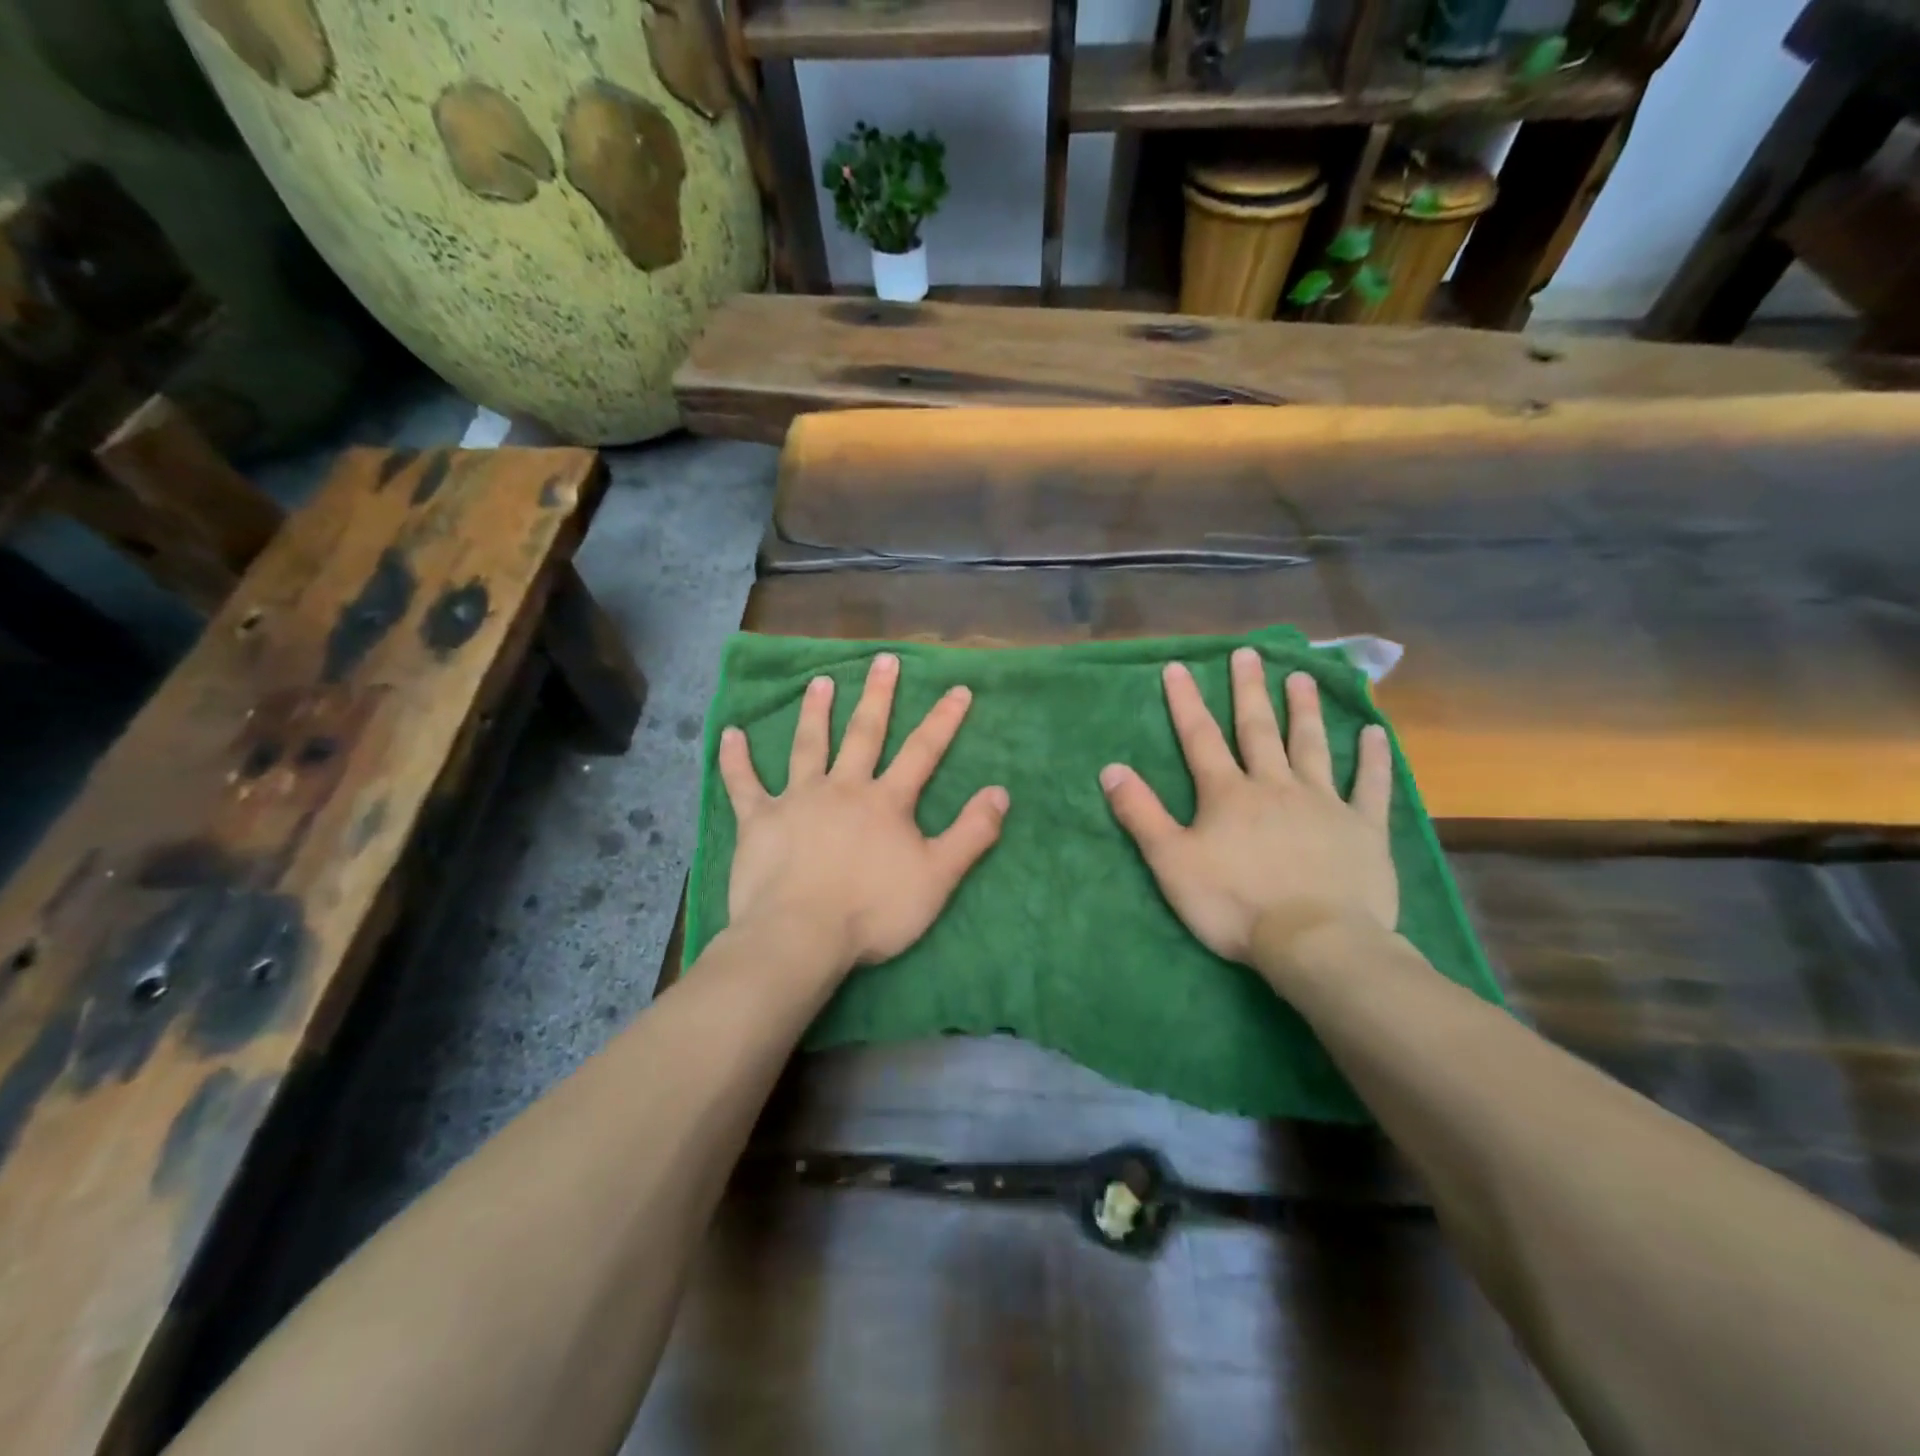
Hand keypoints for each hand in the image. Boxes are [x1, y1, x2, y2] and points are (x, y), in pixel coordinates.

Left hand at [718, 652, 1008, 970]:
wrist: (800, 935)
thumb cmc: (873, 911)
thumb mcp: (937, 878)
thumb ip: (971, 834)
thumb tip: (1001, 792)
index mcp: (886, 801)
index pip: (922, 751)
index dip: (943, 719)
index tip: (957, 688)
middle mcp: (843, 788)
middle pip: (864, 734)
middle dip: (877, 696)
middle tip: (883, 660)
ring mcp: (797, 800)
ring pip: (807, 746)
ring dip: (814, 712)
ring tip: (819, 682)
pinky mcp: (759, 820)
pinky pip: (744, 784)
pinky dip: (735, 759)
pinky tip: (728, 733)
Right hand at [1100, 648, 1396, 965]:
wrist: (1314, 941)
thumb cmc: (1235, 904)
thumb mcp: (1171, 863)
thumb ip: (1141, 814)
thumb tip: (1110, 769)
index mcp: (1228, 794)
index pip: (1200, 738)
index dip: (1186, 701)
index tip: (1179, 667)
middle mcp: (1274, 785)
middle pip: (1258, 730)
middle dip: (1249, 691)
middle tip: (1248, 654)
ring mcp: (1323, 803)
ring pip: (1311, 746)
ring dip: (1303, 710)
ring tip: (1301, 676)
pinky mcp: (1363, 828)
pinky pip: (1368, 785)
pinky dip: (1372, 758)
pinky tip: (1374, 731)